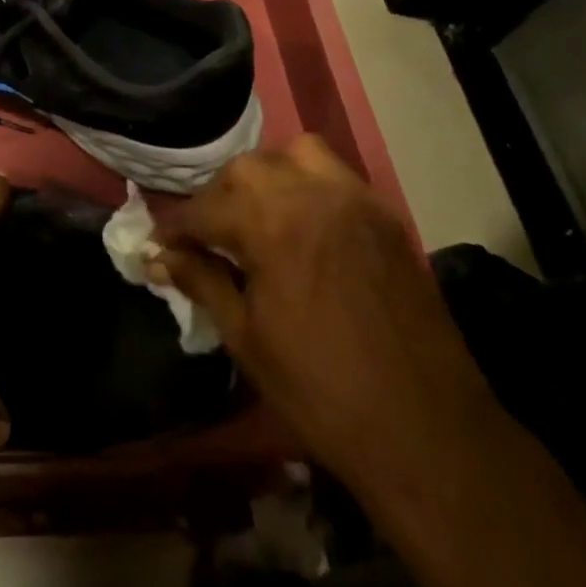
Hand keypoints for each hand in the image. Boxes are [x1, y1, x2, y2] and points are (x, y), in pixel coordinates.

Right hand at [153, 135, 497, 487]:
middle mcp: (312, 194)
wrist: (427, 432)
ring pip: (296, 154)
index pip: (203, 210)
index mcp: (270, 223)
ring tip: (257, 216)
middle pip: (245, 170)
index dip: (174, 230)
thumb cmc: (321, 390)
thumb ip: (201, 280)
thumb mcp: (246, 337)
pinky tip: (301, 225)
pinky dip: (308, 184)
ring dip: (266, 176)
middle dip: (217, 198)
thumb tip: (159, 255)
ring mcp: (355, 200)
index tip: (158, 246)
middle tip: (207, 238)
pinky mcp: (385, 216)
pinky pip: (335, 176)